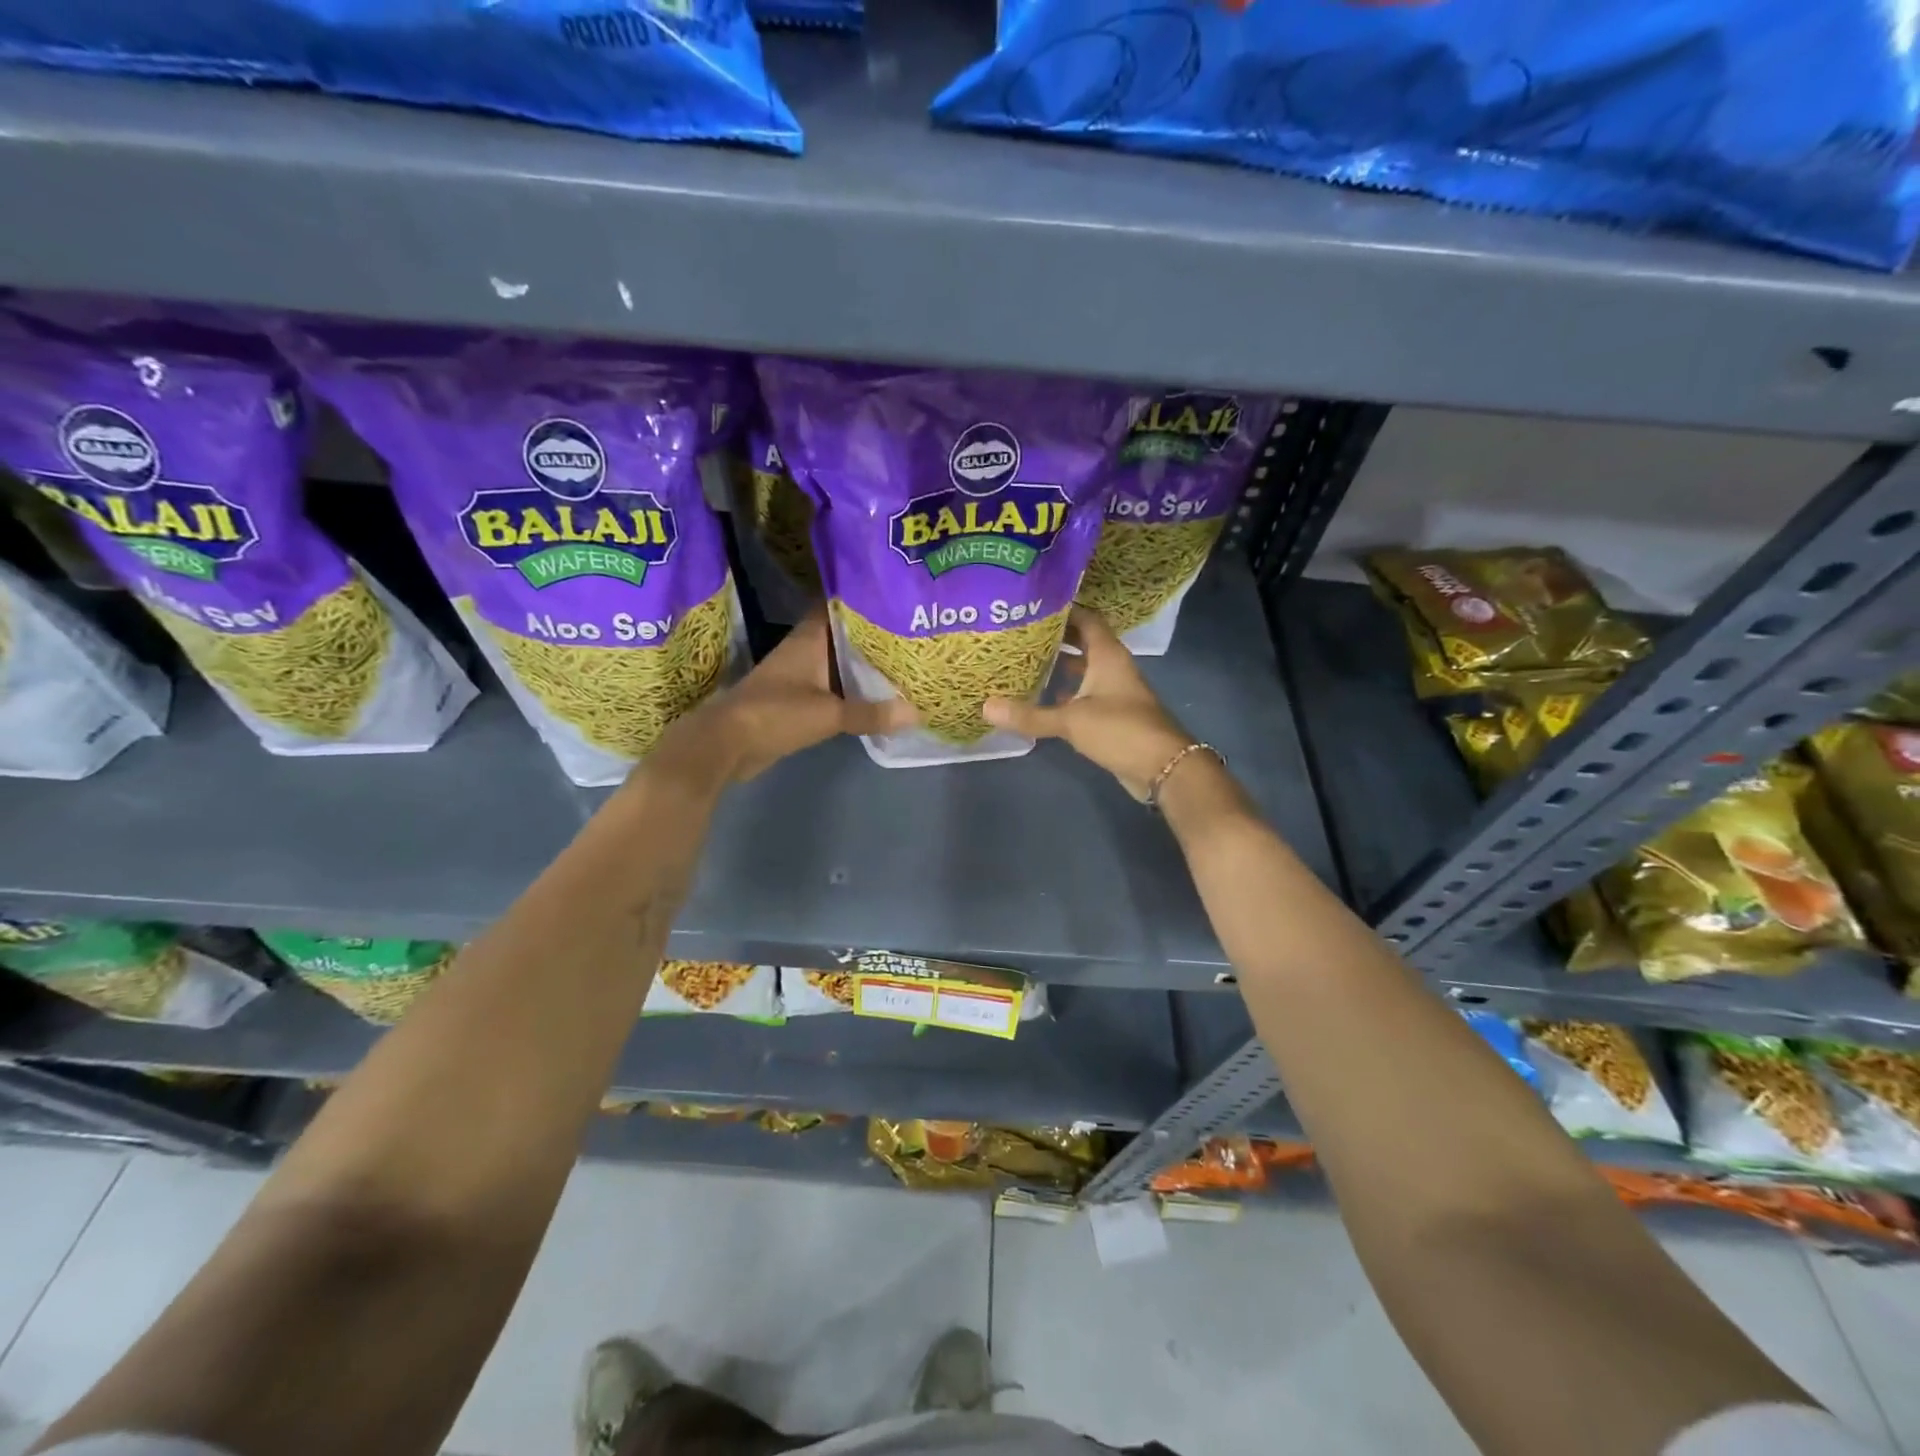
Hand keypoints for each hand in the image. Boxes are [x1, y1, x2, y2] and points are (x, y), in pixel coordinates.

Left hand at [655, 609, 913, 784]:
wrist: (727, 745)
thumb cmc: (775, 714)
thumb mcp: (829, 714)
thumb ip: (871, 713)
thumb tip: (916, 713)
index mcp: (810, 639)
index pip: (839, 606)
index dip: (865, 598)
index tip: (896, 595)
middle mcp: (806, 651)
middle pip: (845, 635)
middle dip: (874, 633)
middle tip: (913, 630)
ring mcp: (801, 676)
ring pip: (840, 662)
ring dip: (865, 663)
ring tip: (905, 660)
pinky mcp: (798, 700)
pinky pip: (835, 688)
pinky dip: (855, 690)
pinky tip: (881, 695)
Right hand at [983, 606, 1194, 799]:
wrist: (1163, 767)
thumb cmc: (1120, 730)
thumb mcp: (1071, 720)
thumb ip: (1029, 715)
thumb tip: (985, 706)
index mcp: (1108, 655)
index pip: (1086, 618)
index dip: (1063, 609)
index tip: (1032, 605)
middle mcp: (1113, 666)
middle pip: (1084, 641)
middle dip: (1056, 636)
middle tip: (1020, 632)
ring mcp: (1115, 691)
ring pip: (1084, 668)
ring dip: (1060, 664)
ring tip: (1025, 660)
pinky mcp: (1113, 714)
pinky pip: (1085, 693)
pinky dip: (1066, 691)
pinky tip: (1043, 697)